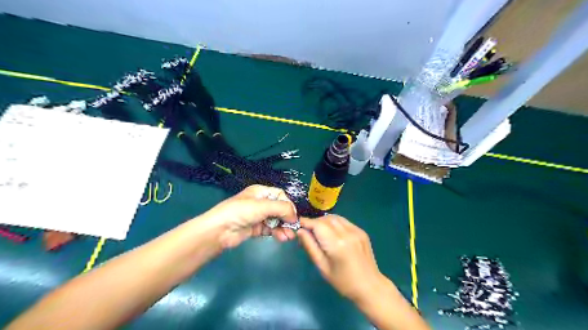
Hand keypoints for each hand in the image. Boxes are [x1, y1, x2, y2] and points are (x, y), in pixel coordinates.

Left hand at [205, 183, 300, 249]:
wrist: (220, 230)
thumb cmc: (242, 212)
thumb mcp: (263, 206)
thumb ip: (282, 208)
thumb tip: (295, 216)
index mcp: (260, 192)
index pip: (280, 195)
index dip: (288, 204)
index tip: (293, 216)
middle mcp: (260, 203)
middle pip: (279, 209)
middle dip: (287, 218)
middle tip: (294, 228)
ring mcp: (257, 216)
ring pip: (276, 220)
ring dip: (283, 227)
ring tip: (289, 236)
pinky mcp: (255, 228)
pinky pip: (270, 229)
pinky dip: (277, 233)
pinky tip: (282, 238)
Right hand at [299, 215, 386, 302]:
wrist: (370, 286)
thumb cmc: (343, 281)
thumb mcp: (322, 267)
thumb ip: (310, 247)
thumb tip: (300, 231)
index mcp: (337, 244)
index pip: (317, 225)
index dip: (306, 222)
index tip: (298, 225)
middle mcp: (347, 233)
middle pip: (326, 219)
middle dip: (314, 222)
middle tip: (308, 232)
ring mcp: (356, 230)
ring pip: (335, 217)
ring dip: (324, 221)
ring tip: (319, 232)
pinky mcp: (361, 231)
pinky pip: (344, 221)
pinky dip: (334, 223)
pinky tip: (332, 233)